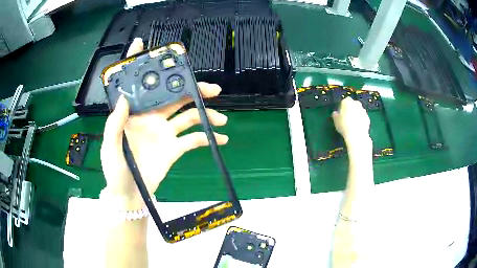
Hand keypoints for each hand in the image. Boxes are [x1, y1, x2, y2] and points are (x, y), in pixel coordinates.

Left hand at [100, 38, 227, 208]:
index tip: (152, 48)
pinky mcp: (174, 148)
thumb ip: (115, 124)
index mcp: (134, 114)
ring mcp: (165, 132)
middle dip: (193, 90)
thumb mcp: (110, 147)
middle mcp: (152, 117)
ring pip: (189, 116)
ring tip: (221, 118)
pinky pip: (194, 139)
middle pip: (175, 96)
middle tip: (212, 88)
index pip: (139, 85)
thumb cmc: (116, 171)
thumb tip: (124, 98)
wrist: (131, 195)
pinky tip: (220, 139)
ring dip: (206, 114)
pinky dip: (207, 138)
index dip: (142, 65)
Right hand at [332, 97, 370, 143]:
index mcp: (347, 101)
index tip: (340, 113)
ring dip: (356, 114)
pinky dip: (360, 120)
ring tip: (352, 123)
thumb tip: (335, 113)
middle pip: (353, 104)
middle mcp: (356, 103)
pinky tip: (357, 127)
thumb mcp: (336, 121)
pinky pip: (362, 117)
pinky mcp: (367, 117)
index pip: (344, 101)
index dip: (342, 107)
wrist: (357, 135)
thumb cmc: (344, 125)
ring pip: (358, 110)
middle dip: (351, 109)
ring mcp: (363, 110)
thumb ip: (335, 115)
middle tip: (347, 117)